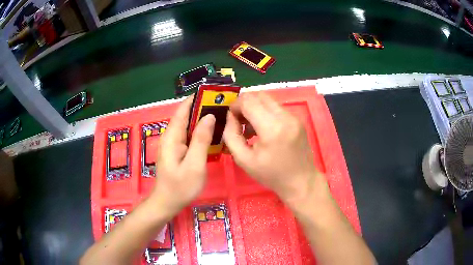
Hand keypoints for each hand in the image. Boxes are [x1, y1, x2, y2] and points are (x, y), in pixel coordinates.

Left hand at [151, 96, 215, 214]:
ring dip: (203, 118)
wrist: (167, 203)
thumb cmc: (180, 187)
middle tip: (224, 104)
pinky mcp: (178, 150)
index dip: (196, 99)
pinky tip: (213, 132)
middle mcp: (171, 136)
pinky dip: (201, 130)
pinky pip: (190, 135)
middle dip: (203, 107)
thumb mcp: (194, 164)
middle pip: (186, 116)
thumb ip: (201, 140)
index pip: (183, 110)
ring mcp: (174, 144)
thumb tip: (209, 116)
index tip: (213, 92)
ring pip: (189, 125)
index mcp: (172, 137)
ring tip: (222, 114)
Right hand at [223, 92, 322, 205]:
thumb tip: (230, 117)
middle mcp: (285, 117)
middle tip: (239, 120)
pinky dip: (265, 112)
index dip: (235, 105)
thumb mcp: (244, 160)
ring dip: (255, 107)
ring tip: (250, 127)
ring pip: (268, 100)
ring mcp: (294, 116)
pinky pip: (276, 108)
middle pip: (259, 95)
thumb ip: (231, 135)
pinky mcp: (297, 119)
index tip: (231, 118)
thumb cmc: (271, 175)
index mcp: (272, 128)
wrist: (301, 181)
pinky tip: (263, 129)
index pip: (248, 101)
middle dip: (244, 104)